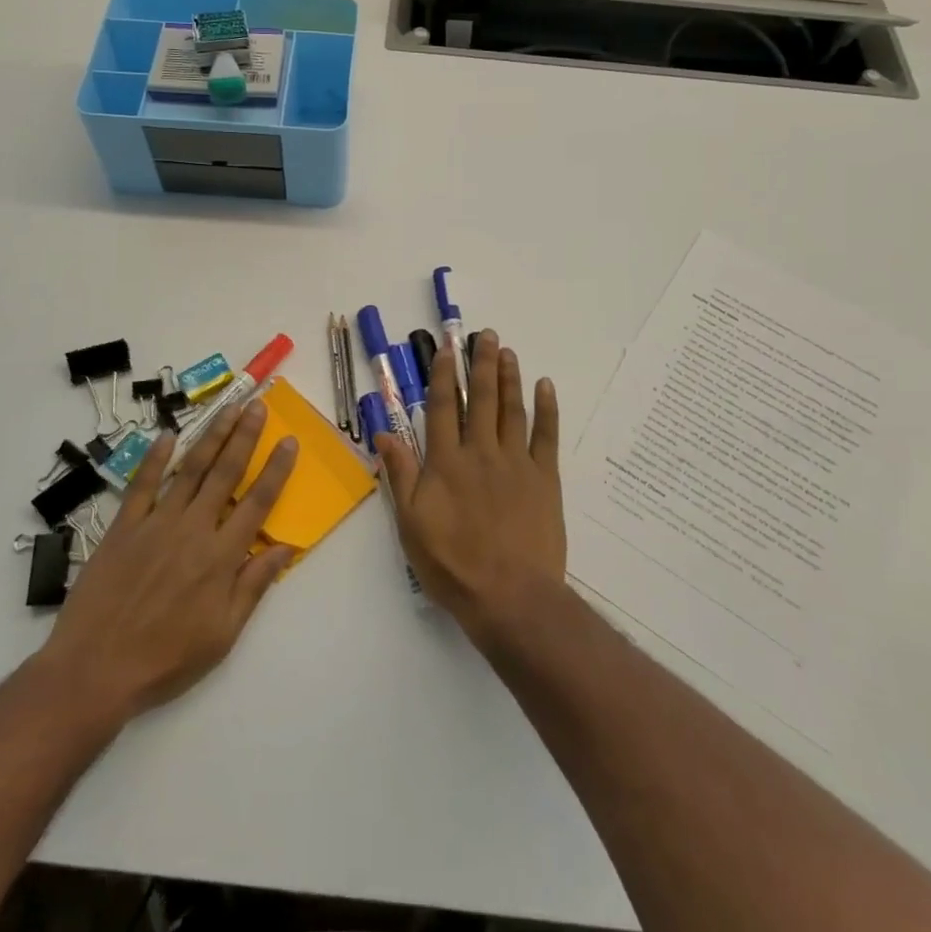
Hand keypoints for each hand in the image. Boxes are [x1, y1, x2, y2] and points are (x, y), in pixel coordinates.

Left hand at [38, 401, 298, 724]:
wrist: (95, 671)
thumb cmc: (166, 659)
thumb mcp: (223, 634)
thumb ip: (254, 585)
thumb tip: (286, 546)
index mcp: (222, 556)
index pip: (258, 502)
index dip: (276, 469)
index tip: (289, 440)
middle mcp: (194, 529)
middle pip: (226, 472)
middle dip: (245, 436)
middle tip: (257, 406)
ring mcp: (156, 523)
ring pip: (190, 469)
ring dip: (211, 436)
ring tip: (227, 408)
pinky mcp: (123, 527)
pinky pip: (142, 484)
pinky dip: (155, 458)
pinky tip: (168, 436)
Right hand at [375, 330, 565, 642]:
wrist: (510, 596)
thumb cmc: (453, 565)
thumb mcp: (411, 525)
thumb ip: (400, 475)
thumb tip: (384, 434)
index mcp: (446, 463)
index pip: (441, 408)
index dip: (442, 376)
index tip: (446, 349)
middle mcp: (480, 452)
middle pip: (479, 399)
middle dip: (480, 364)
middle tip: (485, 335)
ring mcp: (515, 462)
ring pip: (511, 409)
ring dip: (509, 378)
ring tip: (507, 351)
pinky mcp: (544, 478)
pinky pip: (546, 435)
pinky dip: (546, 409)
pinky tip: (544, 386)